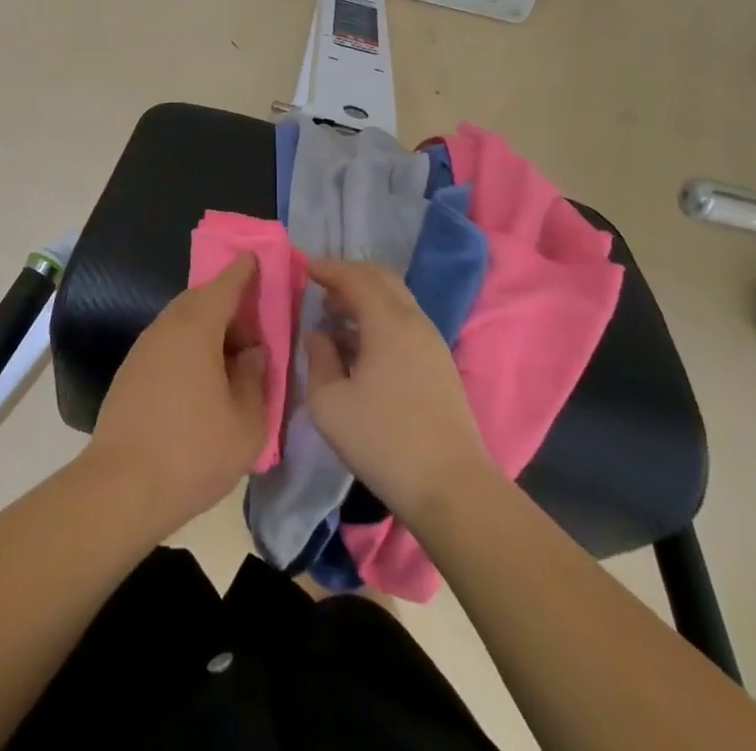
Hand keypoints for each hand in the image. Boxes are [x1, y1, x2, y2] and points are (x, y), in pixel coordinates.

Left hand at [84, 255, 268, 540]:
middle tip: (255, 331)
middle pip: (201, 300)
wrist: (120, 489)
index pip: (224, 285)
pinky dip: (190, 348)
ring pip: (183, 323)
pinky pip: (168, 344)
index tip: (256, 258)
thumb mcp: (246, 423)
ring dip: (209, 331)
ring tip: (232, 363)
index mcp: (196, 327)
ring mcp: (143, 349)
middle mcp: (166, 327)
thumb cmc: (192, 452)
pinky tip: (203, 382)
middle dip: (229, 306)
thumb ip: (256, 379)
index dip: (243, 271)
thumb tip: (252, 354)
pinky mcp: (130, 372)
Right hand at [304, 257, 499, 524]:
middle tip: (321, 287)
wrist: (451, 487)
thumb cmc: (382, 441)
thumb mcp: (330, 403)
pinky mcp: (440, 365)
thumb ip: (318, 359)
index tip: (305, 267)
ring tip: (336, 316)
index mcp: (388, 321)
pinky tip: (361, 345)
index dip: (328, 268)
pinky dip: (380, 318)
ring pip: (396, 301)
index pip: (355, 277)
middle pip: (382, 279)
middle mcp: (414, 321)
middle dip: (350, 276)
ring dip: (366, 298)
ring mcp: (432, 343)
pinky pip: (405, 323)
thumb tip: (319, 335)